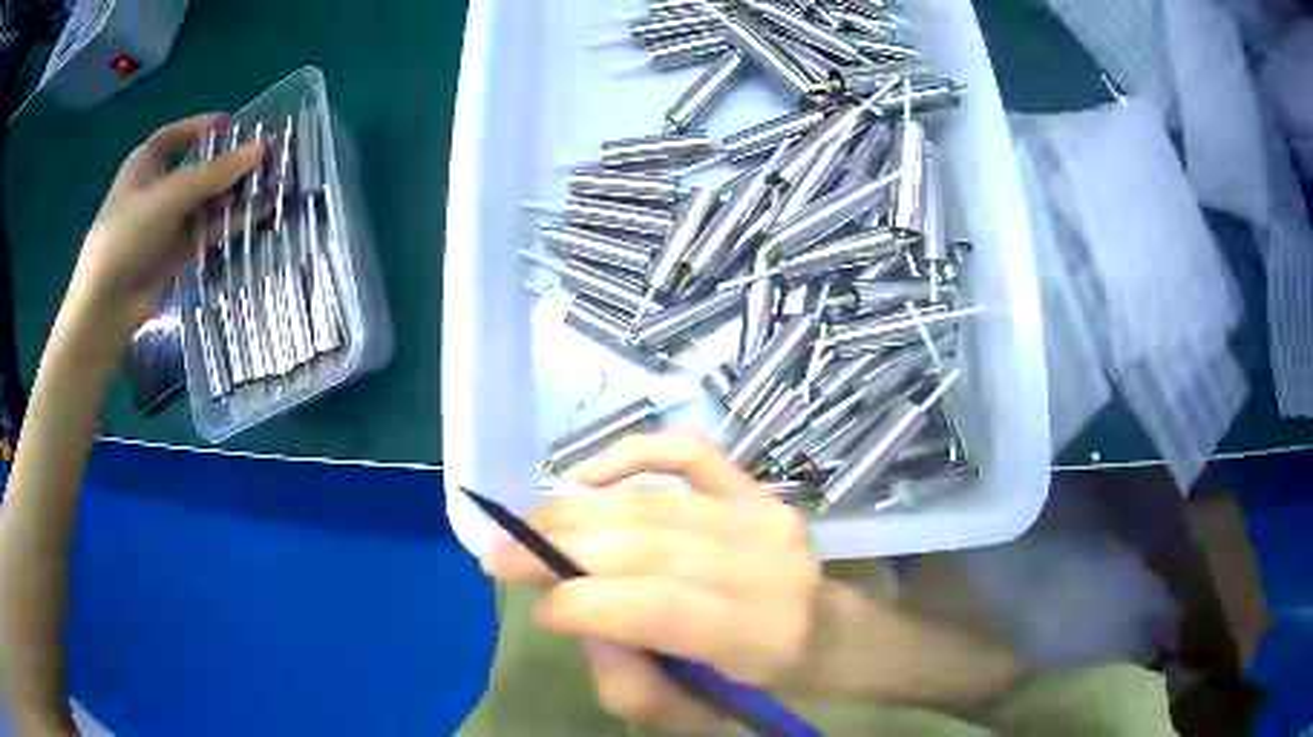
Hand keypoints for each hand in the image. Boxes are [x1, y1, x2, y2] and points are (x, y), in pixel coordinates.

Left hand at [59, 114, 264, 355]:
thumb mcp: (169, 196)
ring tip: (269, 188)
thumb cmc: (127, 236)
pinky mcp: (175, 253)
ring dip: (233, 195)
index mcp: (145, 164)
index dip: (202, 127)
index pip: (175, 136)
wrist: (106, 307)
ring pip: (204, 201)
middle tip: (263, 160)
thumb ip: (214, 173)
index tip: (233, 126)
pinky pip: (205, 231)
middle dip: (227, 164)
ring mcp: (165, 223)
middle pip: (196, 168)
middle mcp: (156, 190)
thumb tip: (261, 148)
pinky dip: (227, 223)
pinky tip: (255, 217)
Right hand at [482, 432, 822, 734]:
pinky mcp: (757, 490)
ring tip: (524, 527)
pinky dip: (632, 452)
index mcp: (757, 637)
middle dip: (556, 546)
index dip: (582, 603)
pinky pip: (689, 453)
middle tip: (498, 554)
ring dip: (574, 511)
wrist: (826, 636)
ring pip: (650, 503)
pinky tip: (583, 475)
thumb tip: (576, 617)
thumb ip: (629, 682)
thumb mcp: (691, 716)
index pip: (654, 606)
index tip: (535, 608)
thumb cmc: (759, 688)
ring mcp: (763, 517)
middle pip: (644, 543)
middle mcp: (765, 567)